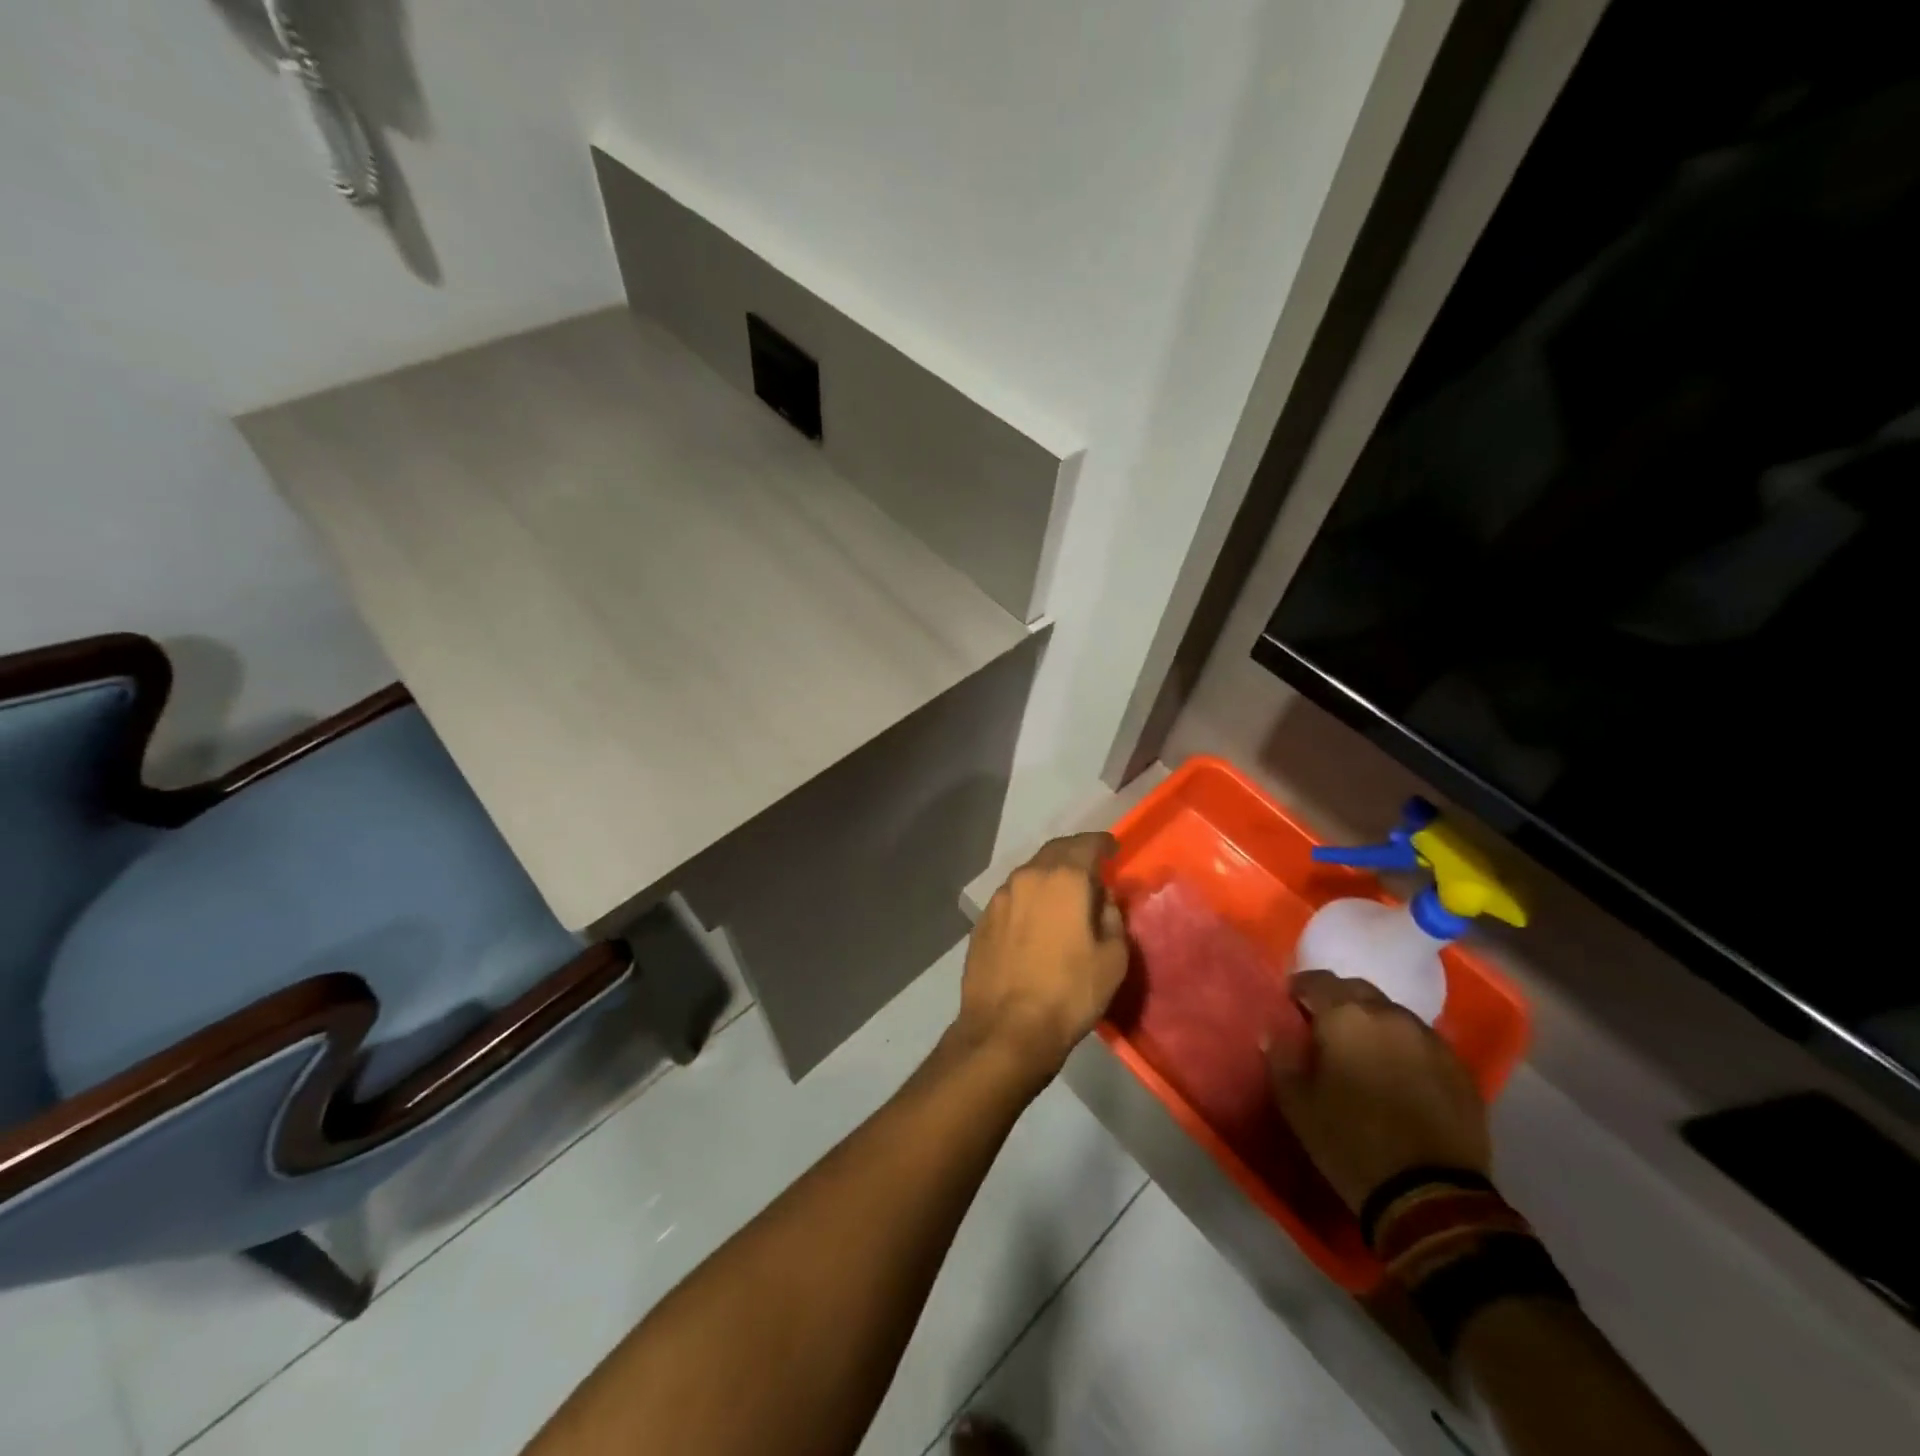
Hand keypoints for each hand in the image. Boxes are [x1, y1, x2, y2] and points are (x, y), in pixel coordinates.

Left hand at [955, 834, 1128, 1086]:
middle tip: (1090, 869)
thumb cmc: (1070, 992)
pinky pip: (1013, 898)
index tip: (1113, 850)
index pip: (1087, 844)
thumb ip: (1112, 917)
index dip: (1103, 844)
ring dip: (1049, 877)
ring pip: (1030, 874)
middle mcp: (1028, 877)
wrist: (1006, 1028)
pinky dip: (1029, 899)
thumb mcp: (1113, 958)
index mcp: (1064, 879)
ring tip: (1063, 896)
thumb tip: (1101, 899)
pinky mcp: (983, 920)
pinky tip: (1036, 920)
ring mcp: (1000, 898)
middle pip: (1055, 852)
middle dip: (1075, 854)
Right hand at [1266, 971, 1490, 1213]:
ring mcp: (1430, 1040)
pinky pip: (1422, 1042)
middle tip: (1326, 1029)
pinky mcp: (1459, 1069)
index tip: (1291, 1007)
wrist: (1432, 1196)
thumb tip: (1274, 1032)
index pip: (1316, 980)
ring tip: (1364, 1053)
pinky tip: (1399, 1076)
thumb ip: (1281, 1057)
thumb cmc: (1350, 1142)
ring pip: (1393, 1014)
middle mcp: (1389, 1015)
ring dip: (1374, 1024)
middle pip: (1357, 990)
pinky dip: (1404, 1048)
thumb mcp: (1297, 1103)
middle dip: (1338, 1001)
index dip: (1299, 990)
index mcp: (1345, 1016)